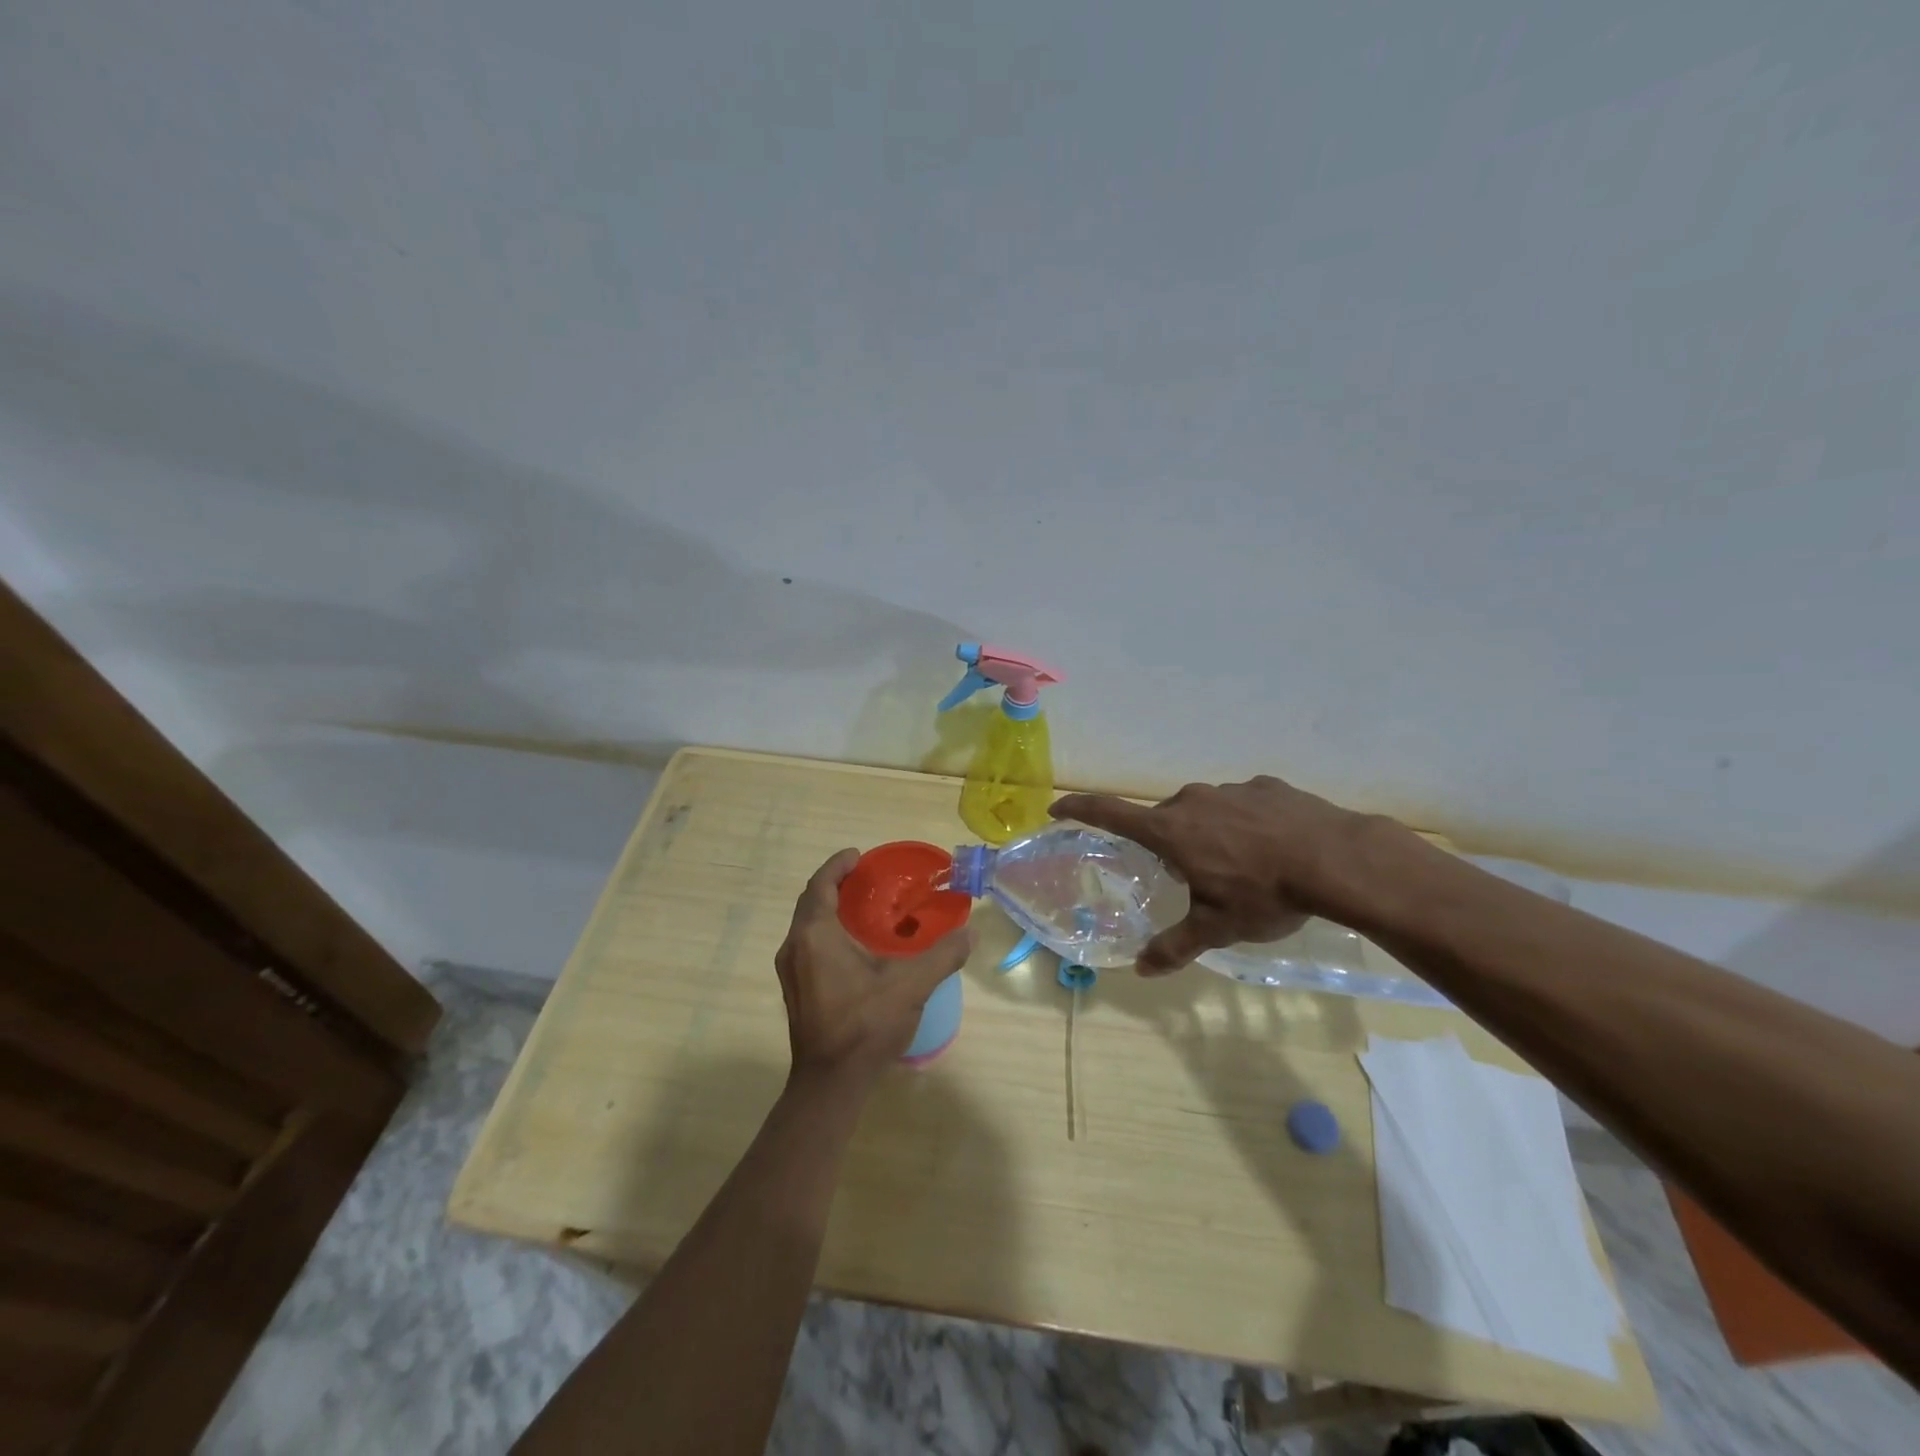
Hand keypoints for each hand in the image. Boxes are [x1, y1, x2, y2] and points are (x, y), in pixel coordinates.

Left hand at [774, 850, 974, 1087]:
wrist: (830, 1083)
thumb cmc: (865, 1025)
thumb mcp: (911, 986)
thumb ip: (942, 955)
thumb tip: (970, 933)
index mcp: (814, 936)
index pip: (820, 885)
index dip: (837, 866)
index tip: (858, 855)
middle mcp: (794, 947)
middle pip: (810, 903)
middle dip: (835, 885)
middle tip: (865, 878)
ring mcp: (790, 971)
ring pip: (807, 926)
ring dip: (829, 910)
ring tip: (862, 908)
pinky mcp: (795, 991)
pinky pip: (807, 946)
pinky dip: (827, 933)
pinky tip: (854, 946)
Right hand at [1050, 776, 1386, 974]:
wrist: (1337, 859)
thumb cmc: (1264, 894)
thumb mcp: (1217, 928)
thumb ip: (1175, 945)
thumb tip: (1142, 969)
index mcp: (1171, 831)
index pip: (1110, 813)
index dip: (1079, 809)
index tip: (1057, 808)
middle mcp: (1193, 801)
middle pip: (1165, 819)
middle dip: (1168, 842)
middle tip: (1188, 872)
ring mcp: (1232, 790)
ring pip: (1205, 811)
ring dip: (1210, 833)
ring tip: (1240, 865)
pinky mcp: (1267, 787)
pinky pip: (1242, 805)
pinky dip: (1246, 824)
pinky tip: (1272, 848)